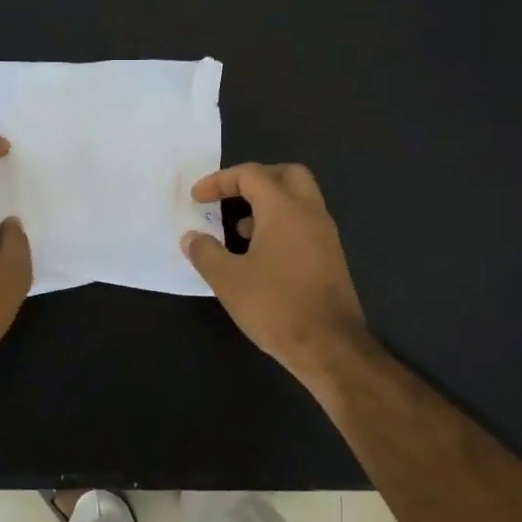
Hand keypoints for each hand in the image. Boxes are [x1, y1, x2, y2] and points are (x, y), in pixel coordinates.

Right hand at [181, 163, 372, 389]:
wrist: (329, 346)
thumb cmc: (275, 306)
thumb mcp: (228, 280)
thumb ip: (205, 253)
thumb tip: (191, 238)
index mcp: (285, 209)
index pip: (251, 175)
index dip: (219, 181)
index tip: (197, 199)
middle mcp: (310, 213)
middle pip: (285, 175)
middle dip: (253, 180)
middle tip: (229, 197)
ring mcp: (325, 235)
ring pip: (298, 200)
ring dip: (267, 205)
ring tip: (237, 230)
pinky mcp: (330, 258)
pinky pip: (303, 224)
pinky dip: (280, 225)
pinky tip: (259, 256)